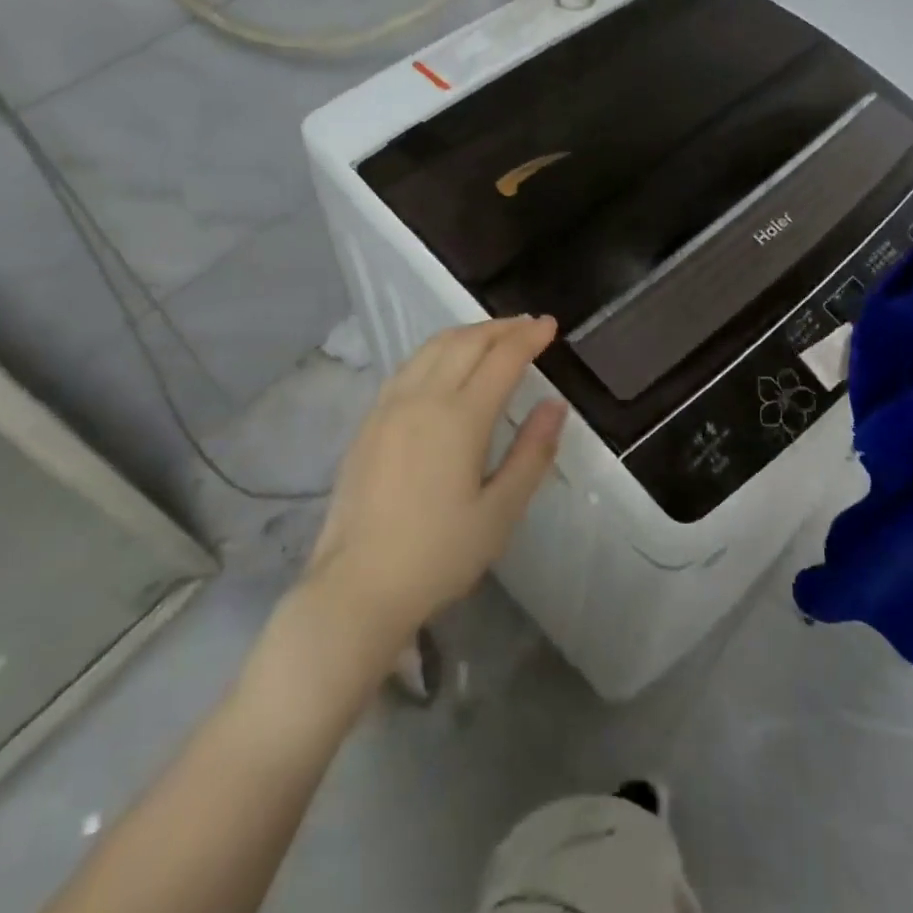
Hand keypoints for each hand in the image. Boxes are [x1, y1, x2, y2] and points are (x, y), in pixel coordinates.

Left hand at [308, 316, 567, 645]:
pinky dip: (438, 350)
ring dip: (468, 333)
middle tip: (529, 325)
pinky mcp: (369, 421)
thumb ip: (532, 453)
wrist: (357, 587)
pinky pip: (409, 365)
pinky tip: (445, 363)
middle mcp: (422, 399)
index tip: (550, 326)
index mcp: (459, 418)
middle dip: (501, 327)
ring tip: (493, 336)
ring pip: (433, 347)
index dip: (529, 337)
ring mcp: (389, 406)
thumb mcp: (500, 512)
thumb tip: (555, 405)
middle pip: (466, 342)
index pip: (502, 358)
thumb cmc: (438, 555)